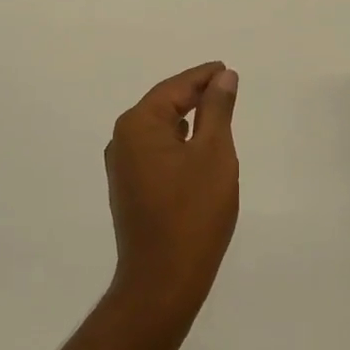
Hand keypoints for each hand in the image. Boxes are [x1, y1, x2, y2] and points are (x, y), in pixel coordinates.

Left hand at [103, 63, 240, 337]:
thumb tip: (223, 77)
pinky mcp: (128, 188)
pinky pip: (155, 150)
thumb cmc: (193, 212)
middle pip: (163, 104)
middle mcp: (122, 139)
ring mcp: (122, 166)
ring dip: (186, 118)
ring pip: (159, 128)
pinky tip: (195, 147)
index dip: (203, 76)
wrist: (162, 281)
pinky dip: (177, 142)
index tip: (227, 69)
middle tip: (226, 86)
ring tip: (216, 112)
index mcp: (138, 124)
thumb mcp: (214, 154)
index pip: (175, 87)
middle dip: (194, 94)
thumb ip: (217, 110)